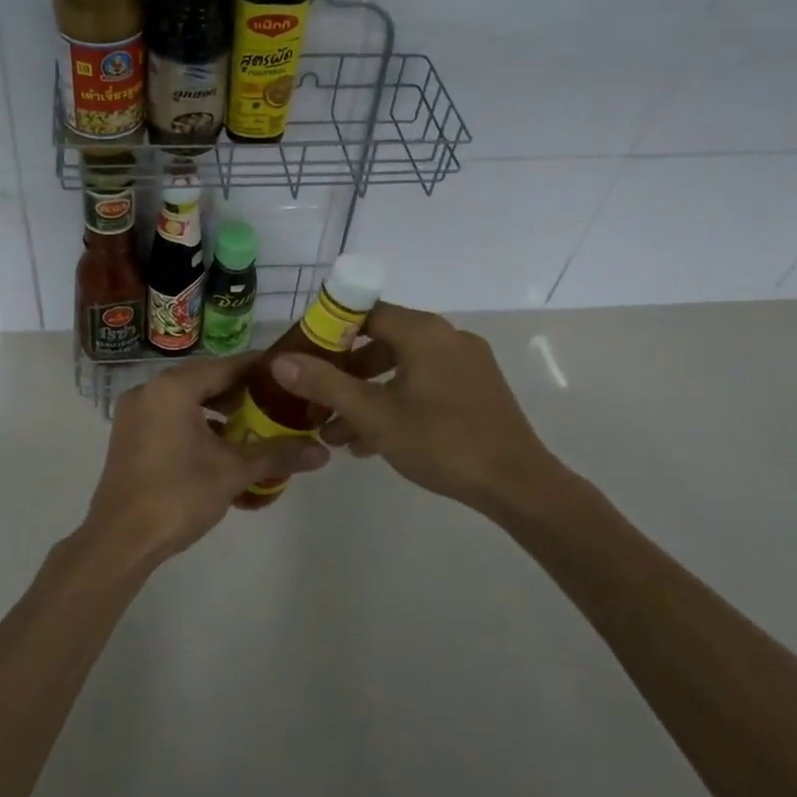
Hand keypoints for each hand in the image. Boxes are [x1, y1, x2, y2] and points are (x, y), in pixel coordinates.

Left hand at [80, 356, 329, 566]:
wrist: (120, 540)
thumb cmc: (178, 495)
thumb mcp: (233, 472)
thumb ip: (278, 454)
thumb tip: (323, 452)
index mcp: (173, 387)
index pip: (228, 366)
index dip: (261, 370)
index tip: (290, 376)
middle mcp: (149, 390)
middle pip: (206, 380)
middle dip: (242, 393)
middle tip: (277, 405)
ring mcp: (134, 413)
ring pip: (187, 400)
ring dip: (219, 411)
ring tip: (253, 428)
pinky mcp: (129, 436)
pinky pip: (170, 418)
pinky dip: (197, 425)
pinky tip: (220, 449)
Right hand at [270, 304, 572, 518]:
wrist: (517, 485)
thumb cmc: (441, 442)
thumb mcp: (374, 414)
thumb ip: (325, 384)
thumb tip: (279, 361)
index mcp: (423, 332)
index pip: (364, 311)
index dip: (328, 330)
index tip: (303, 355)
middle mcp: (446, 337)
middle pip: (381, 342)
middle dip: (344, 374)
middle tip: (315, 400)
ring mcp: (465, 364)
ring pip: (402, 369)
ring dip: (366, 396)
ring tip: (336, 434)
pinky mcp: (476, 390)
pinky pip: (424, 385)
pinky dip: (396, 403)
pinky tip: (372, 442)